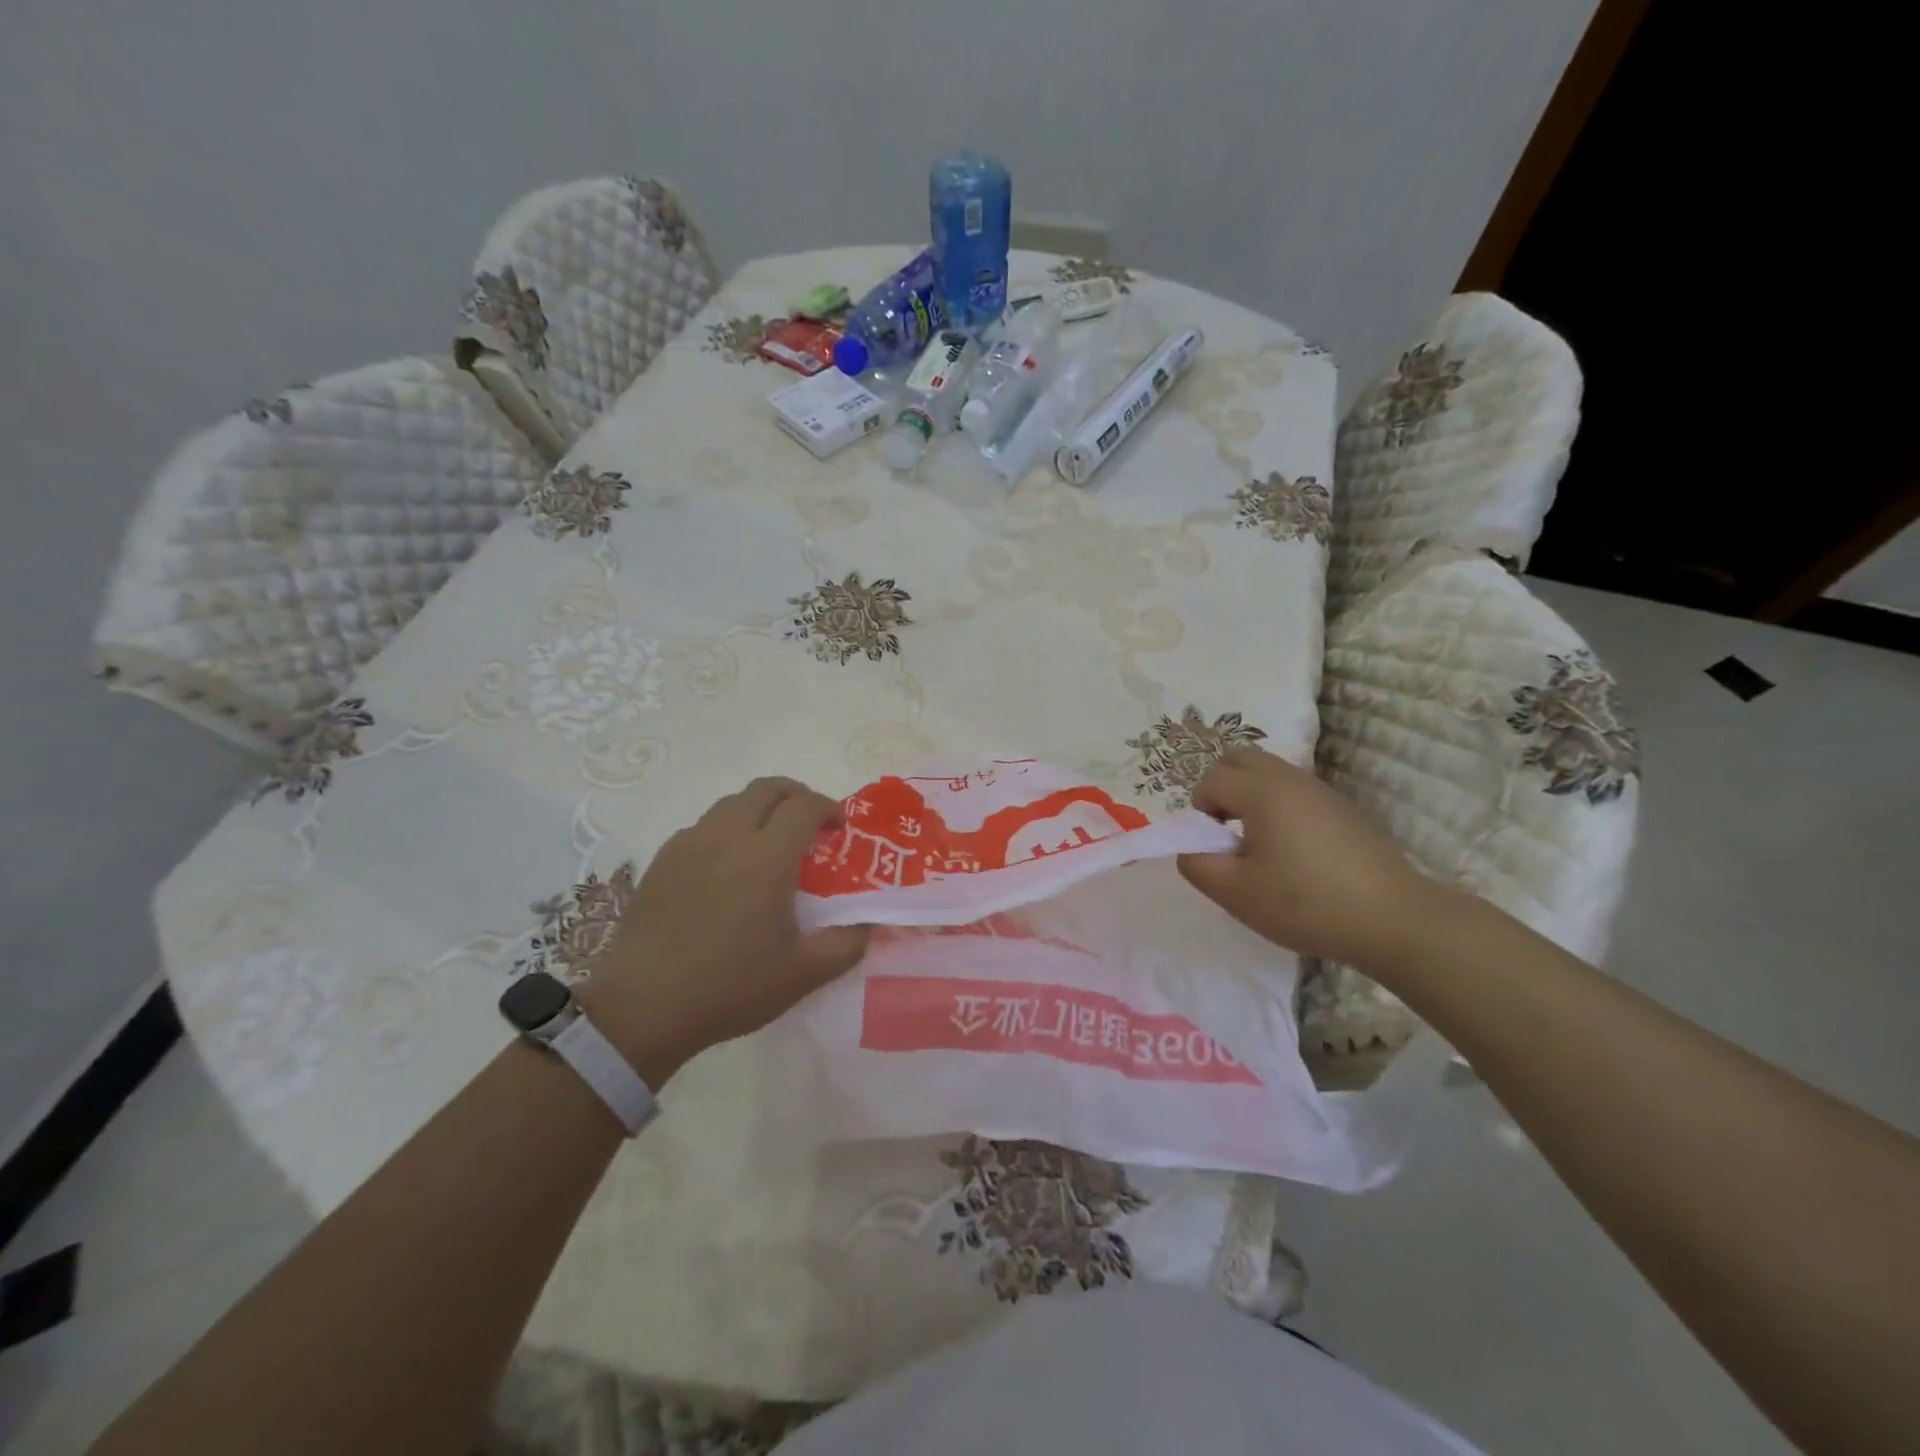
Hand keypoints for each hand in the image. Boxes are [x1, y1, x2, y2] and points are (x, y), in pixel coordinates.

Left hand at [579, 777, 870, 1085]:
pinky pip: (703, 826)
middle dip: (796, 795)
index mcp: (766, 857)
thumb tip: (868, 925)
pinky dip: (727, 829)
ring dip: (760, 810)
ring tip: (770, 844)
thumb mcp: (802, 975)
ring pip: (732, 803)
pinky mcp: (663, 860)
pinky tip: (728, 867)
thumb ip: (846, 945)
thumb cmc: (729, 987)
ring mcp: (689, 844)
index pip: (803, 805)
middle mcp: (727, 836)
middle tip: (809, 824)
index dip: (827, 808)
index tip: (838, 828)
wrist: (642, 1007)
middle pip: (767, 789)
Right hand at [1176, 747, 1448, 970]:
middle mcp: (1291, 779)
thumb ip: (1196, 864)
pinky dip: (1280, 806)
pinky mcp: (1343, 809)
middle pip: (1240, 758)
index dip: (1201, 812)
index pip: (1212, 780)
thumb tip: (1192, 848)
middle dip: (1222, 788)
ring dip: (1251, 796)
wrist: (1394, 920)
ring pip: (1270, 772)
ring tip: (1259, 844)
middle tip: (1228, 832)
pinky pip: (1295, 791)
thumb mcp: (1235, 893)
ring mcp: (1322, 791)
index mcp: (1262, 792)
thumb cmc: (1306, 904)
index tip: (1216, 848)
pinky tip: (1295, 852)